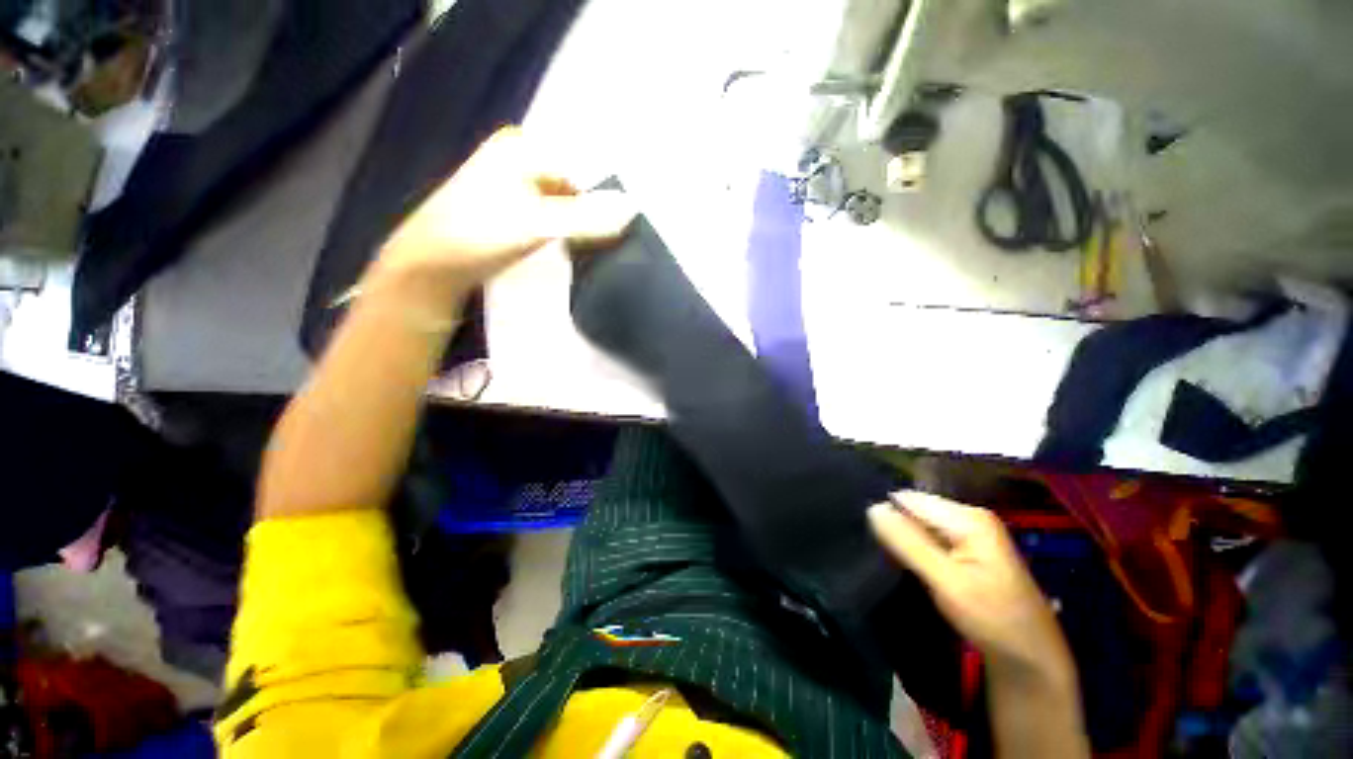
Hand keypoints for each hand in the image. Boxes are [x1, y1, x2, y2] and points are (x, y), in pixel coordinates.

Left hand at [366, 127, 634, 304]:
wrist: (430, 266)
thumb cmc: (479, 234)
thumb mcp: (537, 223)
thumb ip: (587, 217)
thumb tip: (634, 209)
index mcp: (524, 147)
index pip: (584, 168)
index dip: (606, 199)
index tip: (625, 230)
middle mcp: (520, 158)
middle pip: (574, 184)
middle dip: (596, 212)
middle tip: (615, 242)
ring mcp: (514, 185)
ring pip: (565, 201)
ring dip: (583, 224)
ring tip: (601, 249)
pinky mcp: (512, 211)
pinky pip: (553, 215)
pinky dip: (567, 230)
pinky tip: (576, 249)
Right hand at [868, 491, 1071, 674]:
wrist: (1030, 659)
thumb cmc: (992, 618)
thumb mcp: (946, 581)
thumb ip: (908, 543)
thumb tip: (871, 508)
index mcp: (968, 517)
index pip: (909, 499)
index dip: (887, 515)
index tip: (869, 536)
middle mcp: (969, 517)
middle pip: (915, 511)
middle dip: (895, 527)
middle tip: (878, 551)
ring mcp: (970, 534)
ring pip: (920, 526)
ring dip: (903, 540)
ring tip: (886, 557)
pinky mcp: (967, 551)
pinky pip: (930, 540)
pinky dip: (915, 550)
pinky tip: (907, 565)